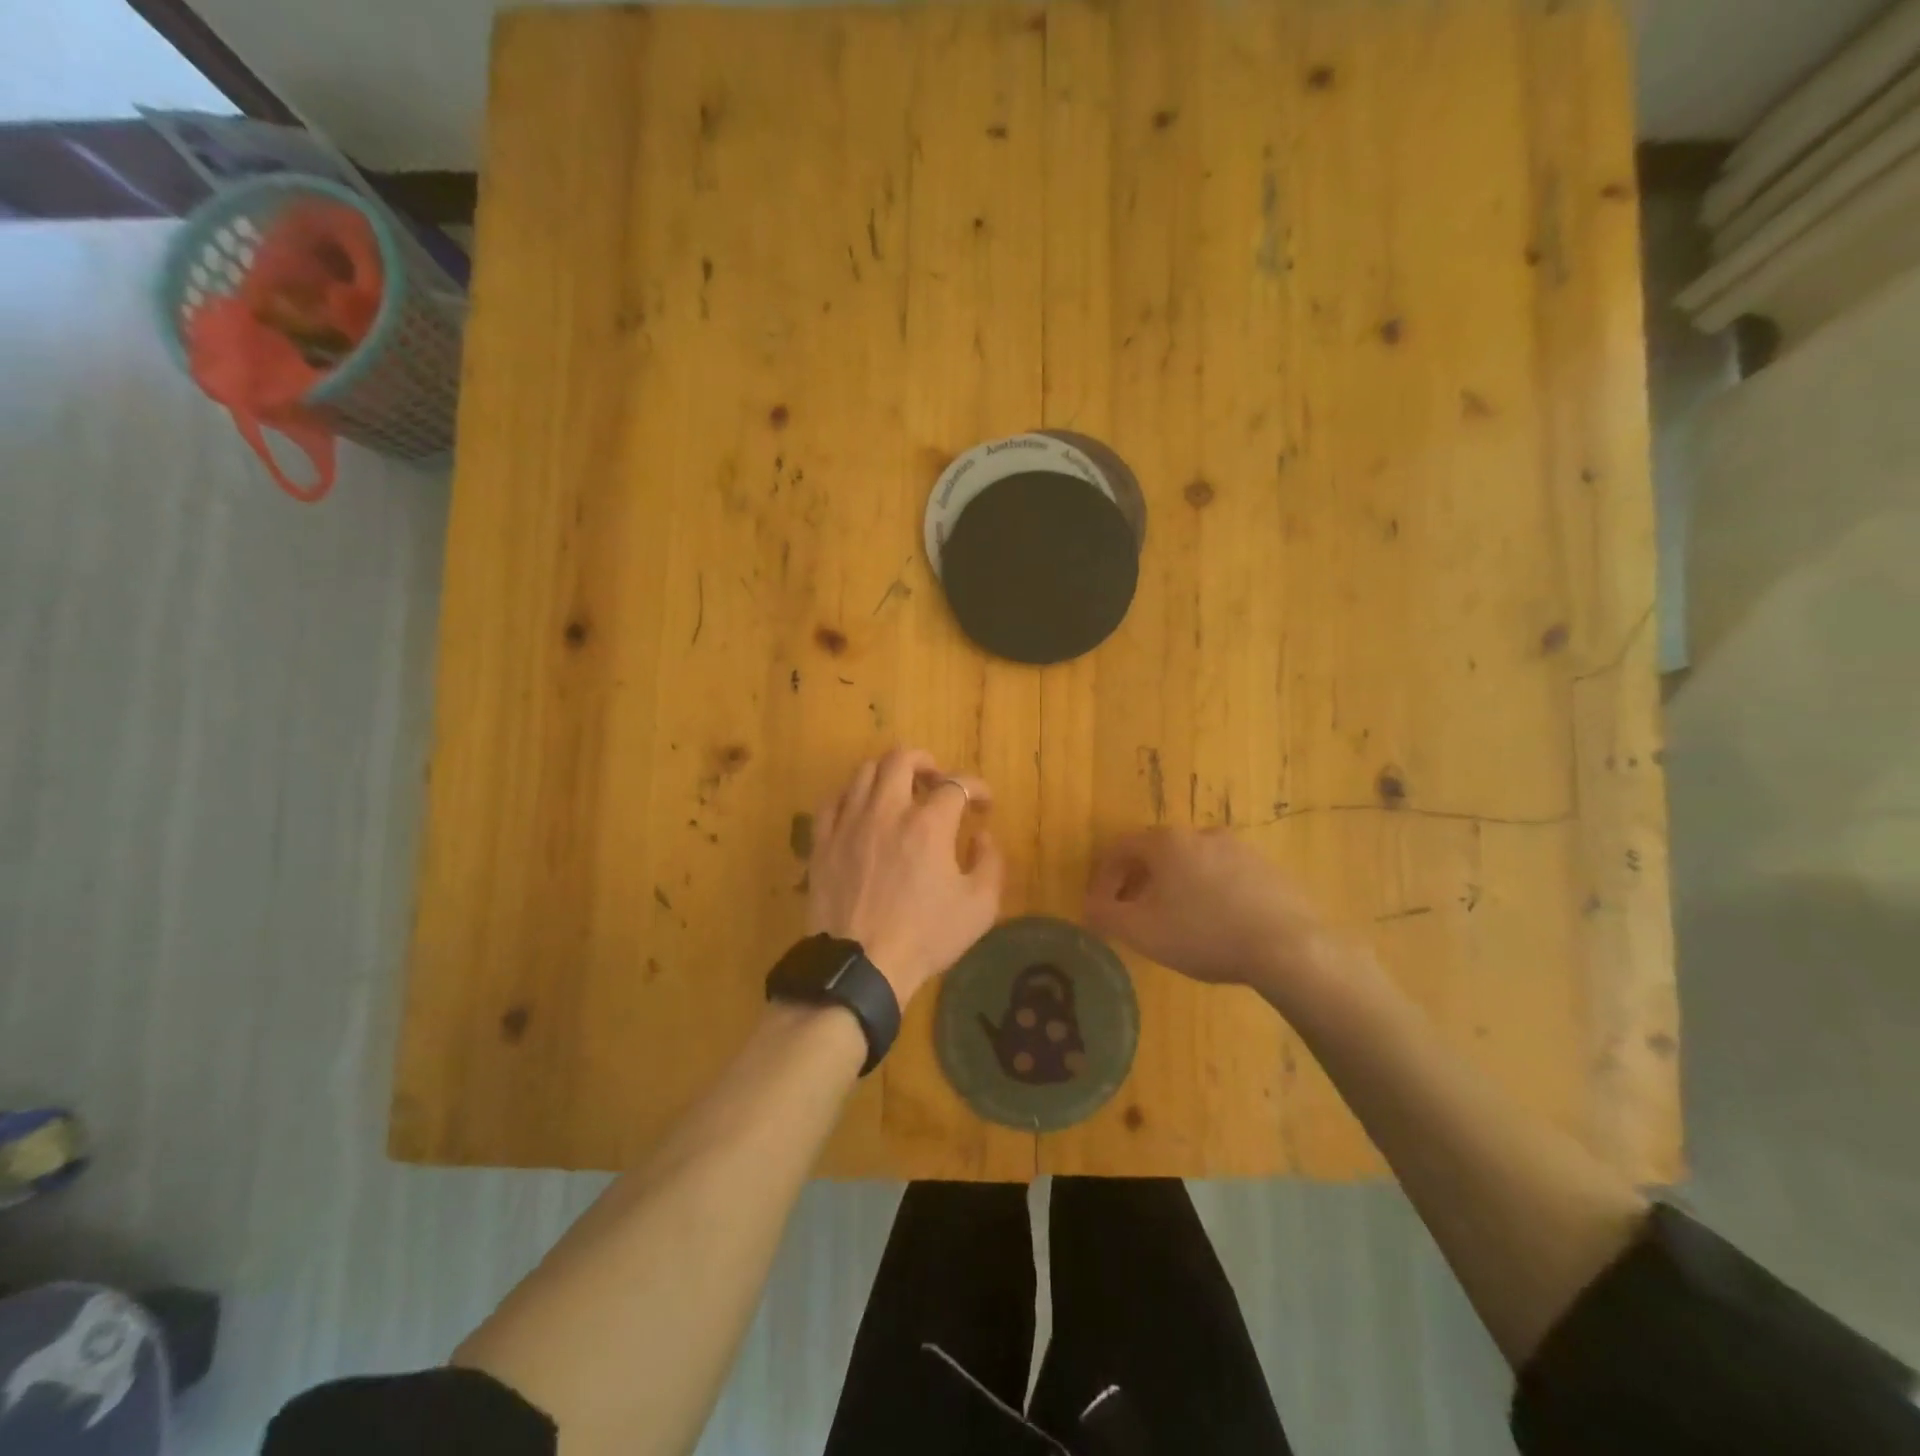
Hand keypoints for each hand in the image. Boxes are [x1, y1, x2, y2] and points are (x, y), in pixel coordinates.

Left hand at [808, 748, 1004, 1006]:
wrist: (860, 966)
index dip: (977, 788)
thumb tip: (981, 835)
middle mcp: (887, 810)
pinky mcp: (822, 840)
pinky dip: (852, 796)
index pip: (957, 784)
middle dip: (926, 763)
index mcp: (928, 824)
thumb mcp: (979, 907)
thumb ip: (990, 863)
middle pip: (902, 759)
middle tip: (937, 782)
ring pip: (864, 771)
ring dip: (888, 774)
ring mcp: (849, 822)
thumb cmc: (925, 936)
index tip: (984, 804)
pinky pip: (833, 800)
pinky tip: (861, 811)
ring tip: (899, 793)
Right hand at [1084, 827, 1345, 1000]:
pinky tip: (1217, 925)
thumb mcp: (1142, 931)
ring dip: (1175, 886)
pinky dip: (1209, 893)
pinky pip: (1225, 876)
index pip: (1120, 848)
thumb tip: (1088, 906)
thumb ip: (1106, 915)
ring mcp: (1240, 849)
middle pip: (1157, 853)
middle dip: (1139, 881)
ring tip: (1176, 922)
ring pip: (1193, 863)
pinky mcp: (1268, 869)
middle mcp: (1202, 834)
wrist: (1290, 947)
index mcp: (1167, 842)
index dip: (1104, 876)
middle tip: (1134, 914)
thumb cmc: (1204, 933)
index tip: (1102, 906)